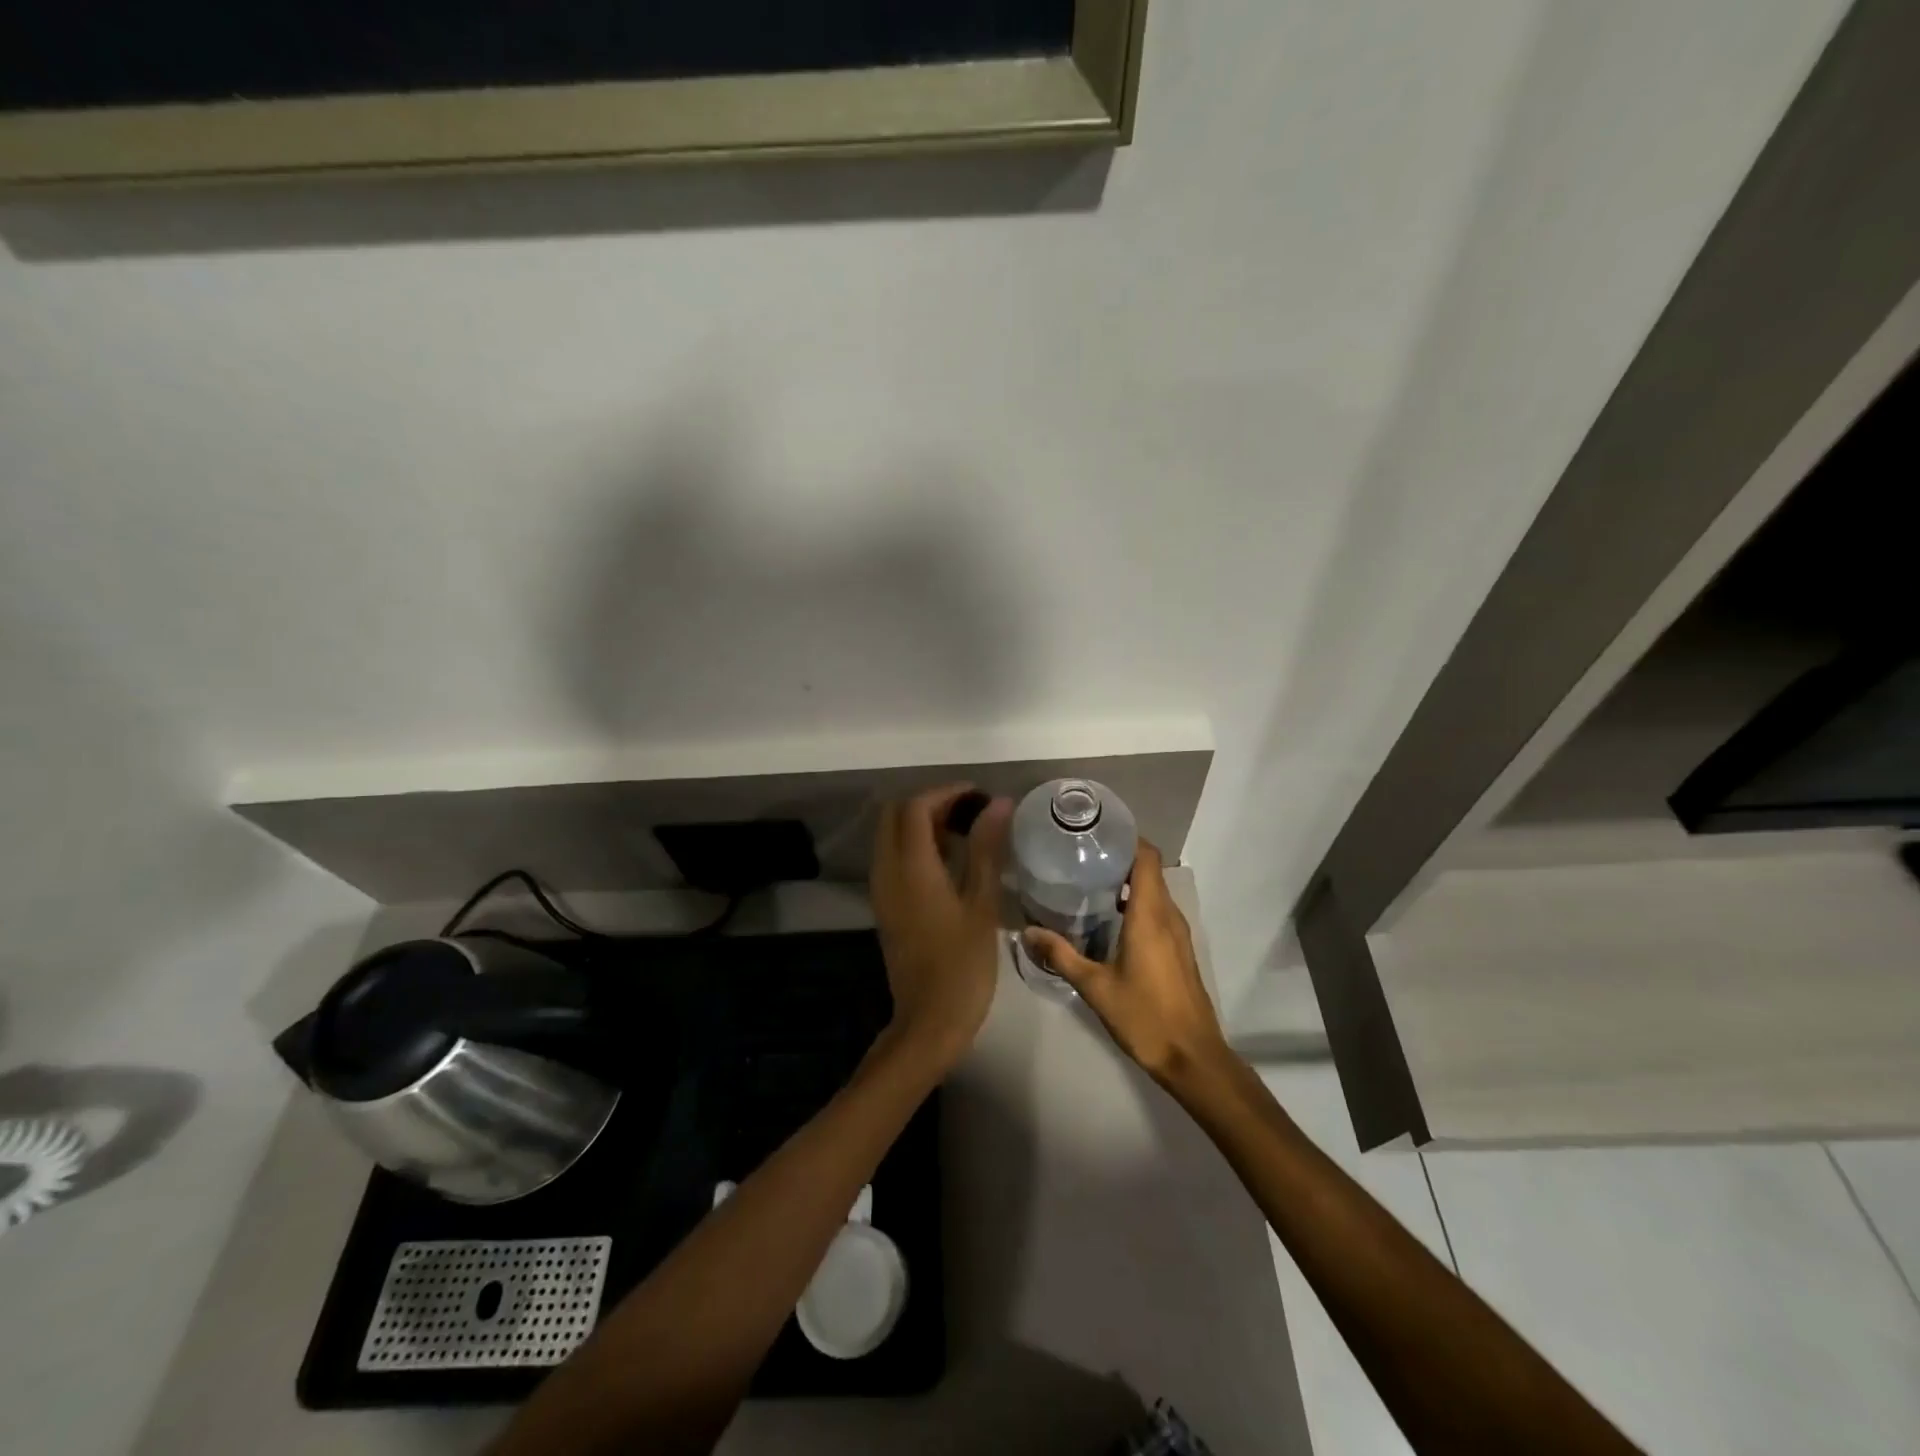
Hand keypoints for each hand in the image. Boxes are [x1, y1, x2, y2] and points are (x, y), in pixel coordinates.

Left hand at [869, 785, 1012, 1069]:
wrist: (929, 1021)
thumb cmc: (963, 964)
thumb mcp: (982, 903)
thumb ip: (986, 848)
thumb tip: (998, 803)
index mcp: (910, 867)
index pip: (916, 807)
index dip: (946, 793)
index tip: (979, 797)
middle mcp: (887, 871)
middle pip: (896, 815)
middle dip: (931, 804)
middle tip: (971, 813)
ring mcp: (882, 889)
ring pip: (892, 835)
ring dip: (922, 824)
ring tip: (966, 833)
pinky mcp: (885, 905)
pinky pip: (893, 858)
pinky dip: (916, 846)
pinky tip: (950, 862)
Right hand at [1022, 840, 1227, 1088]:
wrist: (1193, 1058)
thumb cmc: (1145, 1017)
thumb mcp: (1095, 986)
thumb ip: (1061, 955)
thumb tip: (1027, 932)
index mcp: (1150, 914)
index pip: (1146, 857)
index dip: (1126, 838)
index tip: (1095, 833)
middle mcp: (1168, 916)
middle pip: (1149, 870)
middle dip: (1118, 858)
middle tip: (1080, 856)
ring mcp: (1178, 934)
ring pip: (1154, 892)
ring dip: (1127, 882)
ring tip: (1088, 883)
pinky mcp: (1179, 950)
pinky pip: (1158, 912)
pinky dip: (1136, 904)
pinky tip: (1109, 920)